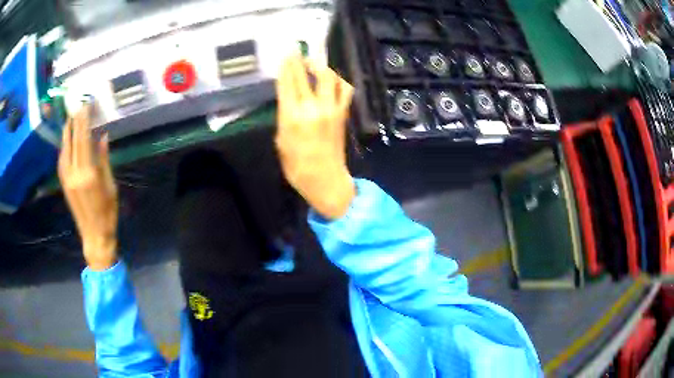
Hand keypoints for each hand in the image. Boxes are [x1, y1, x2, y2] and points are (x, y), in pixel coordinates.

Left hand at [58, 105, 117, 270]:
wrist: (94, 236)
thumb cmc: (107, 213)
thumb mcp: (110, 186)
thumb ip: (104, 160)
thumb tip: (102, 136)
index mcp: (88, 174)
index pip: (84, 140)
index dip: (83, 122)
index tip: (85, 106)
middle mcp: (74, 174)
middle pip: (73, 142)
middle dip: (75, 123)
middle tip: (77, 106)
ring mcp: (67, 179)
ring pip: (64, 150)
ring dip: (66, 133)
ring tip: (69, 119)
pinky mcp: (64, 185)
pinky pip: (62, 161)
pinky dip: (64, 148)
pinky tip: (66, 141)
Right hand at [275, 56, 355, 219]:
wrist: (326, 179)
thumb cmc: (297, 167)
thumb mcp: (281, 142)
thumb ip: (284, 118)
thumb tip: (289, 102)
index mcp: (292, 116)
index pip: (288, 83)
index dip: (287, 66)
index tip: (286, 54)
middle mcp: (312, 108)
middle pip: (306, 76)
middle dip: (300, 60)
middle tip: (296, 50)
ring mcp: (331, 109)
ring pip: (329, 77)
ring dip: (321, 66)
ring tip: (314, 63)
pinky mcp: (343, 113)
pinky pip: (344, 90)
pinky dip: (338, 81)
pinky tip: (332, 80)